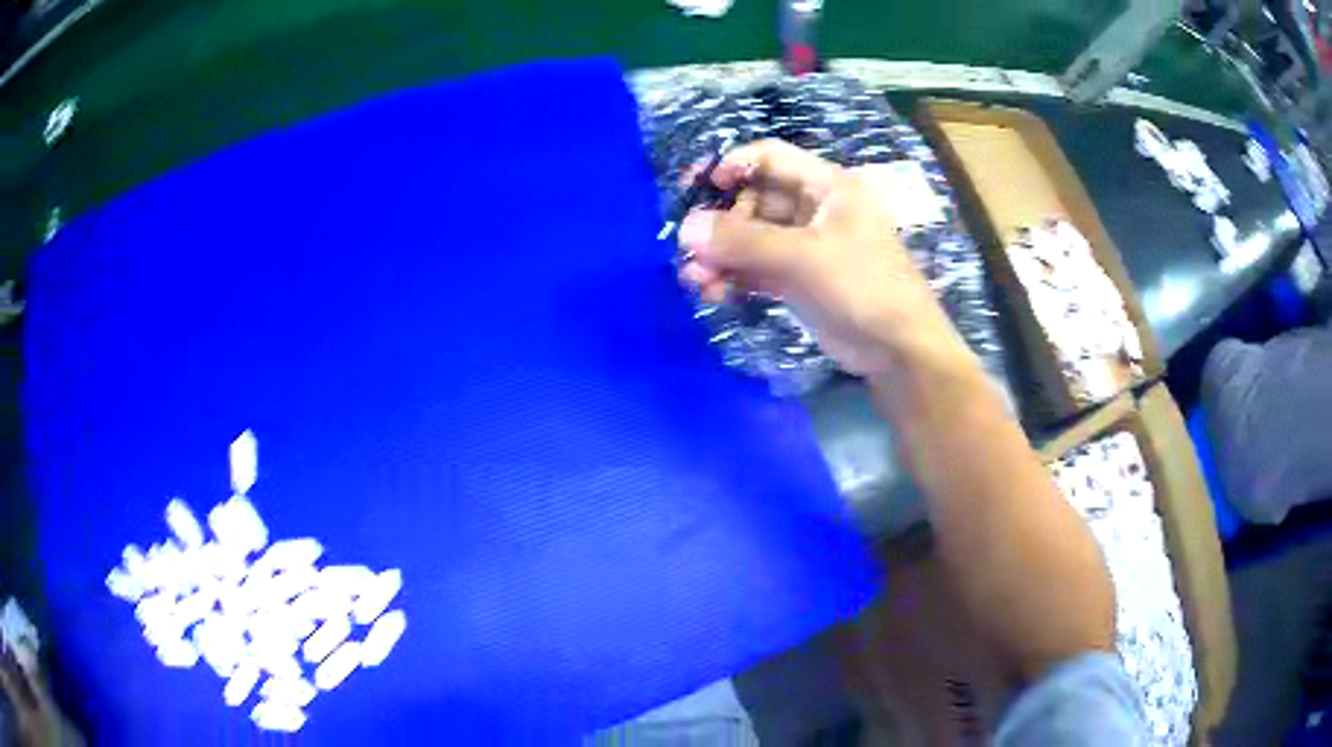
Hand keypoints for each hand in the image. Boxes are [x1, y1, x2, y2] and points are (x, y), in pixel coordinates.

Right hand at [677, 139, 975, 377]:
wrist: (898, 350)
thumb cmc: (863, 286)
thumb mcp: (805, 257)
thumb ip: (745, 241)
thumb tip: (686, 228)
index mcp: (827, 186)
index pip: (770, 157)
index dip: (733, 165)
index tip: (698, 187)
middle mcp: (814, 209)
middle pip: (753, 200)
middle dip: (720, 223)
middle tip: (691, 249)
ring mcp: (805, 246)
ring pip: (751, 238)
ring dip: (721, 255)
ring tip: (694, 280)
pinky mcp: (798, 279)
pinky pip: (757, 268)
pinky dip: (734, 277)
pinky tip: (711, 292)